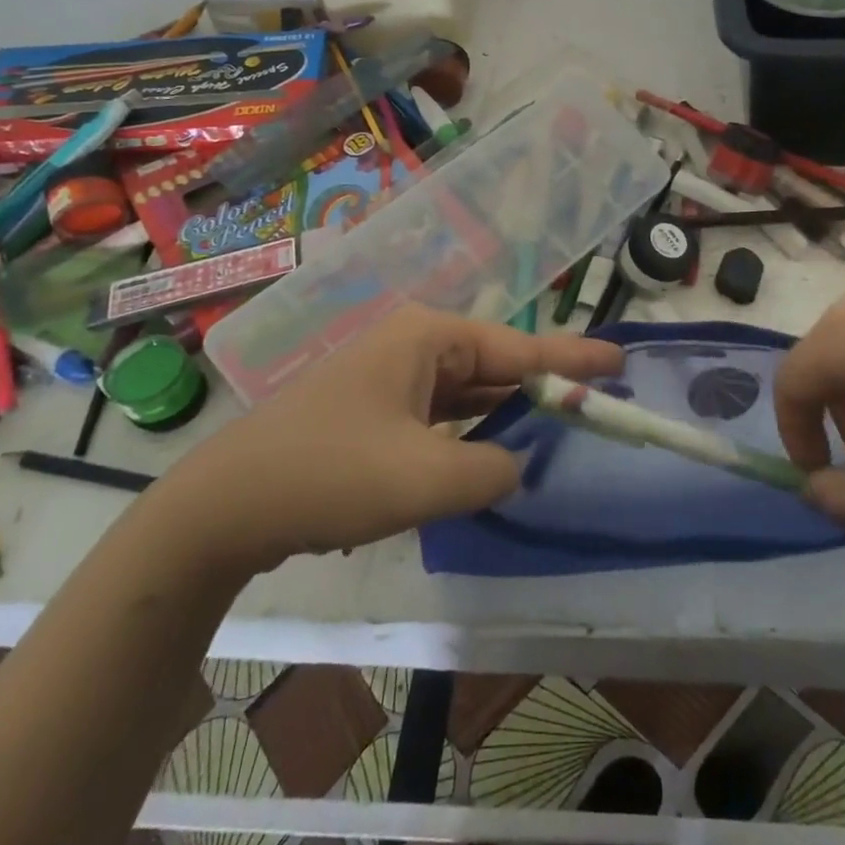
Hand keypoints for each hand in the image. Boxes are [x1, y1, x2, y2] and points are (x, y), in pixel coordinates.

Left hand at [154, 306, 622, 574]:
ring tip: (556, 422)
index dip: (574, 359)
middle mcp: (411, 344)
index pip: (520, 347)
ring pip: (465, 391)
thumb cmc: (330, 475)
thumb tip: (512, 464)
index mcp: (427, 338)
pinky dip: (467, 431)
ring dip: (504, 411)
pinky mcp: (372, 410)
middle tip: (595, 401)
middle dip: (542, 385)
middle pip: (494, 364)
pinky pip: (437, 414)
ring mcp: (388, 376)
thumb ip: (491, 468)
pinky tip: (490, 450)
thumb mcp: (425, 478)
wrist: (224, 506)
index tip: (620, 361)